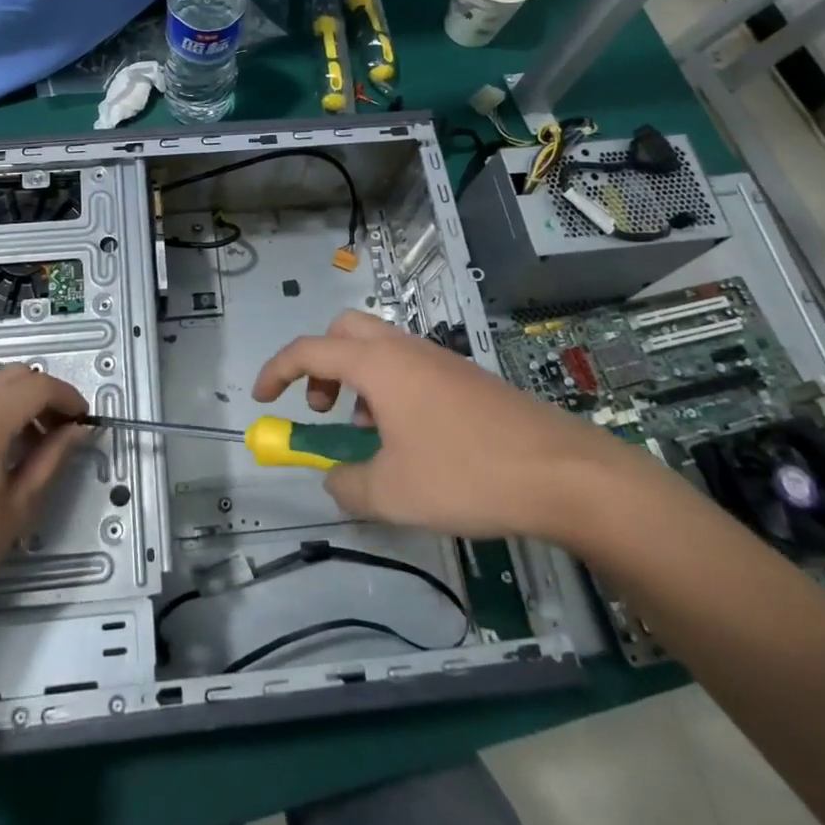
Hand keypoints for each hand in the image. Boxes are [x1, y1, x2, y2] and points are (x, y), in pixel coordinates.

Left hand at [0, 366, 87, 620]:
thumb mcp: (19, 506)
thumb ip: (52, 458)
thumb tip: (77, 430)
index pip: (38, 386)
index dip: (67, 397)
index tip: (82, 421)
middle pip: (11, 376)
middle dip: (41, 394)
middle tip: (58, 429)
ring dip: (13, 401)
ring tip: (26, 443)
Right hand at [251, 309, 652, 544]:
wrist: (563, 472)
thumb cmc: (466, 474)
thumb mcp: (392, 493)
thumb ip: (347, 484)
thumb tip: (333, 477)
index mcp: (378, 364)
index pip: (309, 350)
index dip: (276, 370)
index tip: (260, 398)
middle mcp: (405, 349)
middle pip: (344, 331)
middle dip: (320, 363)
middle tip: (321, 407)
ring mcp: (439, 360)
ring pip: (380, 349)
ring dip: (356, 379)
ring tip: (366, 433)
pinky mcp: (465, 378)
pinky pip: (409, 368)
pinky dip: (389, 390)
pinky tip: (410, 440)